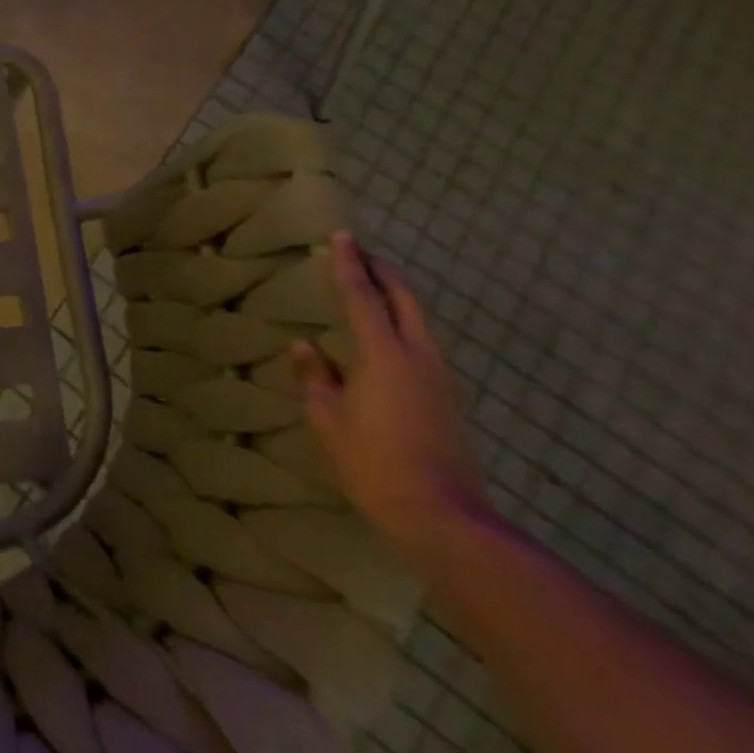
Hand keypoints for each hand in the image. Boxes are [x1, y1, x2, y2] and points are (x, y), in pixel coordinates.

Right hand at [293, 232, 491, 568]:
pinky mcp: (447, 396)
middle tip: (360, 253)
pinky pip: (423, 342)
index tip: (342, 237)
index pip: (364, 297)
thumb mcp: (328, 420)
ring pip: (420, 320)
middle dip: (383, 272)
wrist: (443, 515)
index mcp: (385, 355)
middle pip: (406, 299)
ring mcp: (440, 377)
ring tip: (372, 286)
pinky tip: (386, 334)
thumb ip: (315, 377)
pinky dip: (403, 321)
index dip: (350, 265)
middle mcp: (419, 356)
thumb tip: (305, 346)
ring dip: (396, 296)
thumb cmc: (373, 463)